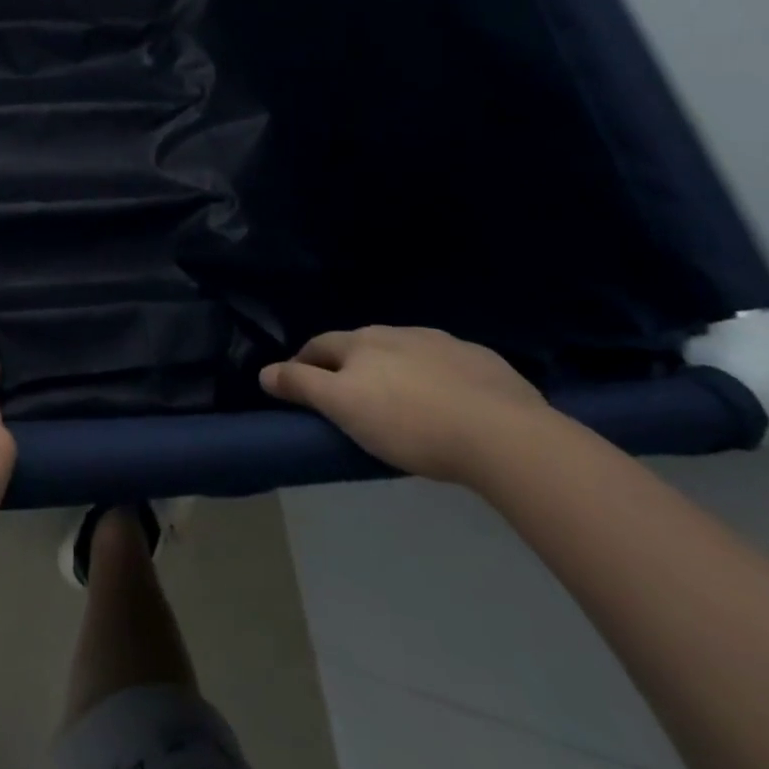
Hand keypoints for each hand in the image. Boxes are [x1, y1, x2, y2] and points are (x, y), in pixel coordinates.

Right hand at [261, 325, 554, 483]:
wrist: (504, 435)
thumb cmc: (409, 422)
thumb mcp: (343, 407)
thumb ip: (302, 385)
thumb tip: (264, 371)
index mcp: (362, 342)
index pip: (320, 345)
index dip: (304, 363)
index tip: (299, 384)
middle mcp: (399, 332)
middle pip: (363, 345)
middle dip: (351, 365)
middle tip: (350, 397)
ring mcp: (445, 343)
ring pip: (407, 353)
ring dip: (397, 370)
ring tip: (402, 402)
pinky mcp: (485, 363)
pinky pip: (450, 366)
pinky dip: (439, 379)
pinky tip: (450, 404)